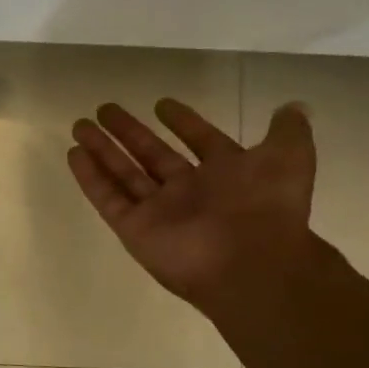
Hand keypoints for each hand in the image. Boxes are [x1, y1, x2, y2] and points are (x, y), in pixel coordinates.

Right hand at [68, 97, 316, 312]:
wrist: (251, 263)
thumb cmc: (266, 207)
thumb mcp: (289, 158)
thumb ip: (288, 132)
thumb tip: (294, 107)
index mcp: (225, 174)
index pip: (199, 141)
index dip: (183, 122)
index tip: (161, 104)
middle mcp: (190, 192)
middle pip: (152, 155)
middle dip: (129, 132)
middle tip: (105, 109)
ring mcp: (160, 211)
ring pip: (124, 174)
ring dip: (102, 150)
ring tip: (80, 125)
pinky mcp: (135, 229)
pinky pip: (108, 199)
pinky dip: (90, 178)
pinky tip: (74, 154)